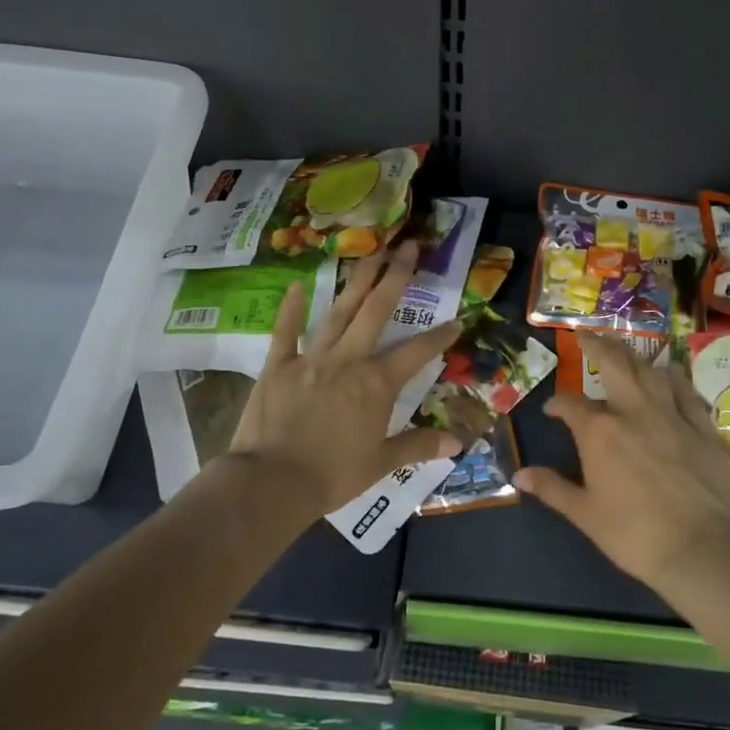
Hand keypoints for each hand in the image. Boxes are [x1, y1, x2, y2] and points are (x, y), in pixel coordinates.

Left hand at [226, 241, 461, 522]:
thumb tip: (457, 444)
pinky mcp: (278, 365)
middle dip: (396, 277)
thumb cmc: (332, 475)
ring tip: (372, 252)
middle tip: (409, 247)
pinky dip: (291, 309)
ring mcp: (311, 358)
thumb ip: (418, 446)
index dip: (439, 337)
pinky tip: (296, 285)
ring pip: (339, 311)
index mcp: (377, 384)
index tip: (457, 320)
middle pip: (376, 311)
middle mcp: (348, 360)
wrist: (271, 482)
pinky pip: (285, 332)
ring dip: (357, 280)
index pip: (417, 353)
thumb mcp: (381, 463)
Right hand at [517, 331, 729, 587]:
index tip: (551, 410)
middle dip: (597, 345)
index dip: (557, 404)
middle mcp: (634, 411)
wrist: (700, 549)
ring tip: (625, 352)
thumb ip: (552, 488)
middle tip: (586, 333)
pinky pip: (687, 391)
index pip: (570, 405)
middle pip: (615, 364)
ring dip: (635, 358)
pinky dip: (675, 379)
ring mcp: (672, 415)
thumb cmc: (634, 534)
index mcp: (600, 431)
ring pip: (652, 371)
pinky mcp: (703, 428)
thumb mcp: (585, 514)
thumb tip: (519, 475)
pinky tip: (670, 375)